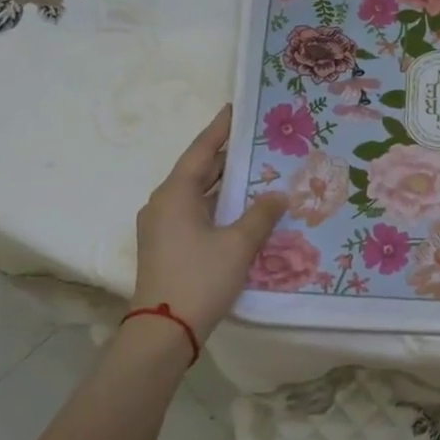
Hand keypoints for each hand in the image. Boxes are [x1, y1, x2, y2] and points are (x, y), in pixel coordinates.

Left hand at [130, 106, 287, 346]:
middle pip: (197, 170)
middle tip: (256, 139)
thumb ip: (261, 215)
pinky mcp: (166, 246)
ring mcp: (161, 226)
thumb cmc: (200, 278)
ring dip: (222, 182)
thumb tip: (278, 195)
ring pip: (196, 193)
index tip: (236, 109)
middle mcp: (163, 204)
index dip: (220, 129)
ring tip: (255, 168)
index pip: (201, 150)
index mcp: (175, 194)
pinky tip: (241, 208)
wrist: (164, 331)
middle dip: (225, 155)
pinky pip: (194, 212)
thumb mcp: (238, 244)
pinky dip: (217, 204)